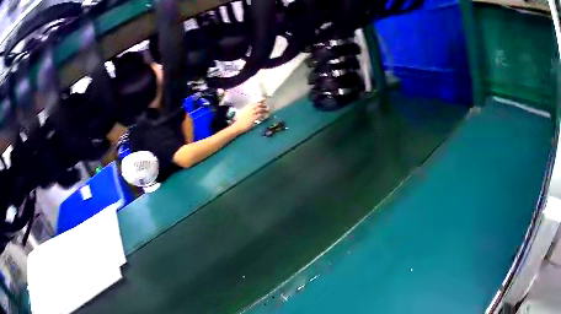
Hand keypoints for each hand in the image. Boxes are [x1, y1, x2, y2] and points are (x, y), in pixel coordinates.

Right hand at [232, 100, 268, 133]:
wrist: (237, 125)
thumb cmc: (239, 120)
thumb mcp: (242, 112)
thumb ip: (247, 109)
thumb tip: (251, 109)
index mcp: (247, 107)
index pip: (255, 102)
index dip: (260, 101)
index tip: (264, 100)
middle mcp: (250, 109)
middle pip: (259, 105)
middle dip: (263, 105)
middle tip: (267, 106)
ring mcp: (252, 113)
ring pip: (261, 109)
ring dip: (265, 110)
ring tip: (268, 111)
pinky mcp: (254, 118)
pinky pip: (261, 115)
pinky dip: (264, 115)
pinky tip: (266, 115)